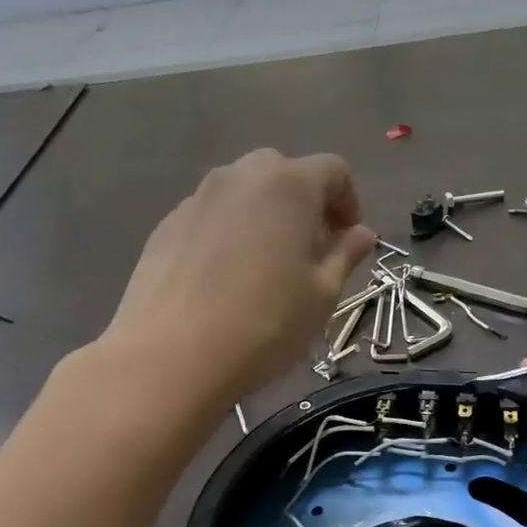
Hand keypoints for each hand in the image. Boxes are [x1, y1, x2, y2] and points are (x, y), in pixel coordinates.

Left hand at [103, 150, 375, 402]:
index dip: (349, 202)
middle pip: (284, 174)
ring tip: (265, 266)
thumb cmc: (262, 324)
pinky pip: (210, 217)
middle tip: (308, 251)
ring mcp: (197, 198)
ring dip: (264, 217)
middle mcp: (239, 176)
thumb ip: (345, 255)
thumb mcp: (320, 296)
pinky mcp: (166, 225)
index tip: (347, 240)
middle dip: (304, 205)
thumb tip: (360, 233)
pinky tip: (223, 280)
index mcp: (287, 185)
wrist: (170, 355)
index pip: (333, 171)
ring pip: (243, 193)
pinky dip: (227, 233)